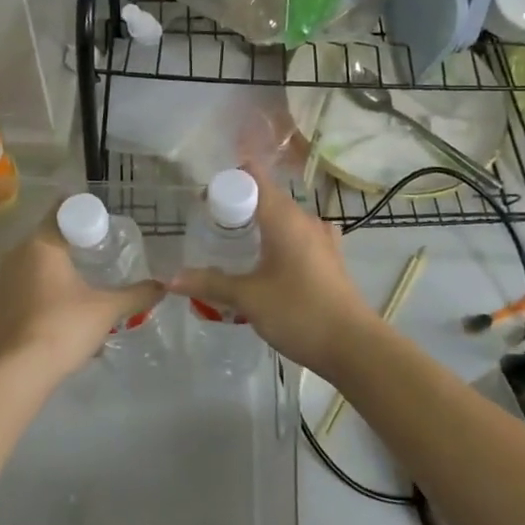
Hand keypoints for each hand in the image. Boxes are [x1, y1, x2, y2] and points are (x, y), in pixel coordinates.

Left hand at [0, 209, 162, 385]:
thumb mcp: (107, 310)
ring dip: (51, 277)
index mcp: (40, 245)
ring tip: (76, 297)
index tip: (98, 225)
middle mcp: (14, 256)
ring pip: (30, 269)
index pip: (60, 212)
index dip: (80, 214)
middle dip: (68, 250)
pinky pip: (18, 293)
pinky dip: (36, 299)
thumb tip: (162, 286)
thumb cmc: (63, 328)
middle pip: (45, 241)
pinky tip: (53, 321)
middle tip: (94, 261)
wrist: (16, 373)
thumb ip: (136, 295)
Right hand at [169, 166, 380, 376]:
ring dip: (259, 226)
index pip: (254, 177)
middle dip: (238, 206)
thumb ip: (210, 284)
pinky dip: (278, 242)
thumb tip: (170, 278)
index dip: (228, 179)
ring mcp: (322, 238)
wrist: (354, 347)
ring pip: (283, 219)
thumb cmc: (299, 312)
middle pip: (267, 197)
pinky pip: (298, 238)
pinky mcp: (330, 258)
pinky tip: (268, 264)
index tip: (205, 197)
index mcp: (284, 217)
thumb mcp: (248, 298)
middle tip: (210, 227)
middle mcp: (305, 219)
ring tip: (234, 247)